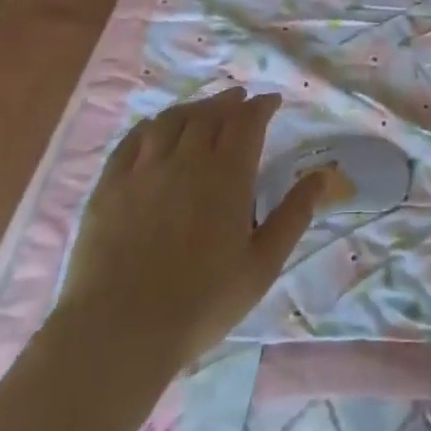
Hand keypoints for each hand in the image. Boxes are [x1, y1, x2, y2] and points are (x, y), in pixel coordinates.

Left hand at [60, 87, 318, 363]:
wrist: (120, 330)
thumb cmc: (202, 302)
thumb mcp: (262, 265)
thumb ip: (293, 216)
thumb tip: (321, 177)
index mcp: (226, 175)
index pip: (246, 122)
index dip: (261, 106)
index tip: (272, 101)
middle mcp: (185, 160)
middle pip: (209, 115)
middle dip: (229, 102)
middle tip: (241, 100)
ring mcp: (143, 170)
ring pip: (170, 121)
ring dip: (193, 108)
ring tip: (204, 109)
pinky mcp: (109, 186)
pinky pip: (132, 140)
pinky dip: (151, 126)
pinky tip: (156, 128)